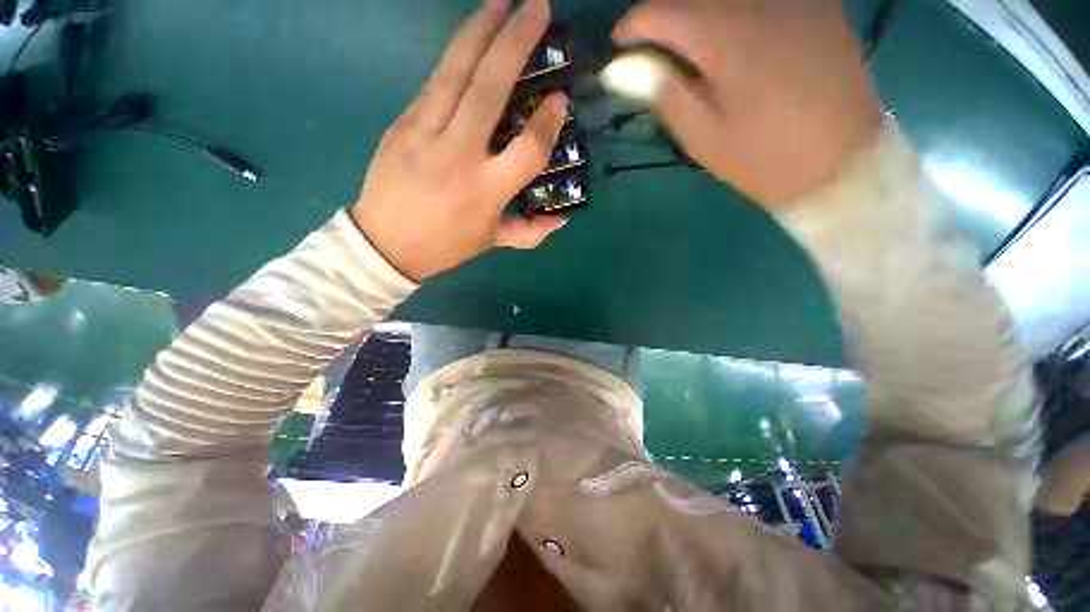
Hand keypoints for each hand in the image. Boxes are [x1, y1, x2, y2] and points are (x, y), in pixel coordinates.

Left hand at [351, 0, 567, 281]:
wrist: (385, 243)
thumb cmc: (446, 245)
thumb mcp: (492, 242)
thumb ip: (530, 232)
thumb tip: (561, 218)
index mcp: (486, 190)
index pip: (527, 147)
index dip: (548, 121)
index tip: (561, 98)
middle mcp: (459, 155)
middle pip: (490, 89)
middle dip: (516, 42)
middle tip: (537, 6)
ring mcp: (425, 134)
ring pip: (456, 72)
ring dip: (480, 31)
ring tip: (501, 2)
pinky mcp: (402, 124)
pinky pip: (433, 84)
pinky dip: (454, 59)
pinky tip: (469, 41)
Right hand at [614, 0, 882, 204]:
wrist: (838, 162)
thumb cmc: (760, 157)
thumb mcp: (701, 136)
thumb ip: (662, 91)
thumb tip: (623, 66)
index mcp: (726, 36)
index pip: (660, 10)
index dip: (632, 27)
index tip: (618, 49)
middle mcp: (760, 1)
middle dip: (664, 19)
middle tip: (654, 53)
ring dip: (698, 13)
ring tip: (690, 49)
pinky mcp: (819, 6)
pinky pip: (762, 0)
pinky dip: (736, 12)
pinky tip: (735, 40)